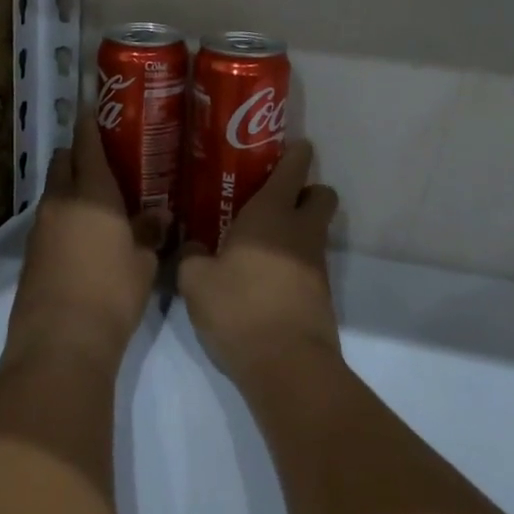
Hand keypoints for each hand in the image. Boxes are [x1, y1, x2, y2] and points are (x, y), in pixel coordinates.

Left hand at [7, 115, 165, 373]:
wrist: (60, 342)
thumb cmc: (111, 293)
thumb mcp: (143, 263)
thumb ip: (149, 232)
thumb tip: (158, 215)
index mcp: (91, 194)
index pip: (87, 145)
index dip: (90, 123)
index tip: (95, 107)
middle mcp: (60, 202)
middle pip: (64, 163)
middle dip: (79, 155)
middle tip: (107, 162)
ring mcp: (40, 228)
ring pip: (55, 192)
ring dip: (72, 188)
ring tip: (101, 202)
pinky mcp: (31, 253)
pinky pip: (49, 220)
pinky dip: (65, 216)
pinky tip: (85, 235)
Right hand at [178, 141, 340, 390]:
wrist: (288, 366)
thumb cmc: (239, 309)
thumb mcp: (195, 281)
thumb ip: (190, 256)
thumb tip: (192, 247)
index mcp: (271, 214)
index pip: (294, 168)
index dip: (295, 153)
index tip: (287, 147)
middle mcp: (300, 231)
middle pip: (322, 194)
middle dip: (306, 190)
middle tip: (272, 198)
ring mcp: (315, 264)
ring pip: (316, 230)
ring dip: (297, 228)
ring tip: (258, 241)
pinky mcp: (320, 294)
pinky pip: (309, 262)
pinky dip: (293, 261)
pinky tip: (263, 276)